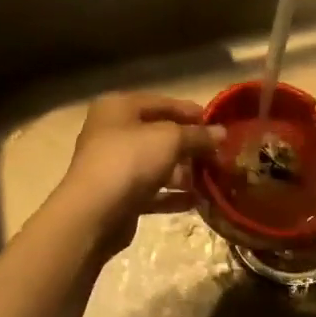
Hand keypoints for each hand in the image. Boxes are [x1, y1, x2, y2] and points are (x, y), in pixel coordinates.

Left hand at [54, 93, 224, 253]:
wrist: (94, 213)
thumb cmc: (130, 161)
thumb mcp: (170, 139)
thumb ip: (197, 135)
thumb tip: (222, 133)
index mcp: (118, 107)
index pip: (161, 102)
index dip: (191, 112)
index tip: (219, 124)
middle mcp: (112, 132)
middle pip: (159, 134)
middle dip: (190, 145)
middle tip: (219, 154)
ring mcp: (113, 166)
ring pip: (156, 164)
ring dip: (184, 172)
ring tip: (212, 179)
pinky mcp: (118, 196)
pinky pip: (151, 191)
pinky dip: (172, 195)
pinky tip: (198, 201)